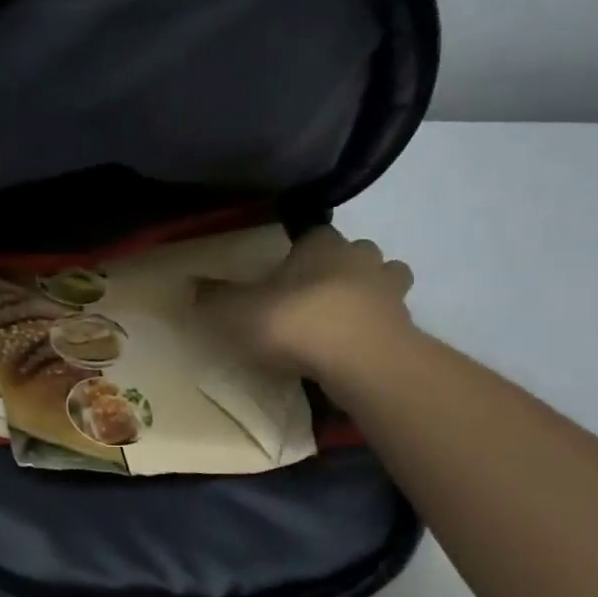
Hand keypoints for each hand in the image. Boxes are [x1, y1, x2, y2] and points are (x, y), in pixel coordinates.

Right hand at [198, 227, 416, 388]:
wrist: (361, 362)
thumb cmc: (295, 321)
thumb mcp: (236, 311)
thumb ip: (213, 298)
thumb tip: (190, 284)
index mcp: (322, 245)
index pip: (314, 234)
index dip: (302, 250)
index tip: (286, 271)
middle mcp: (362, 260)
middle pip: (358, 253)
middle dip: (343, 268)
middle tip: (317, 294)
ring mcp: (392, 295)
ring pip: (387, 283)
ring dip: (371, 296)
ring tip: (344, 321)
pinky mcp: (407, 331)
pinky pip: (392, 324)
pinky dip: (379, 332)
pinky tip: (356, 351)